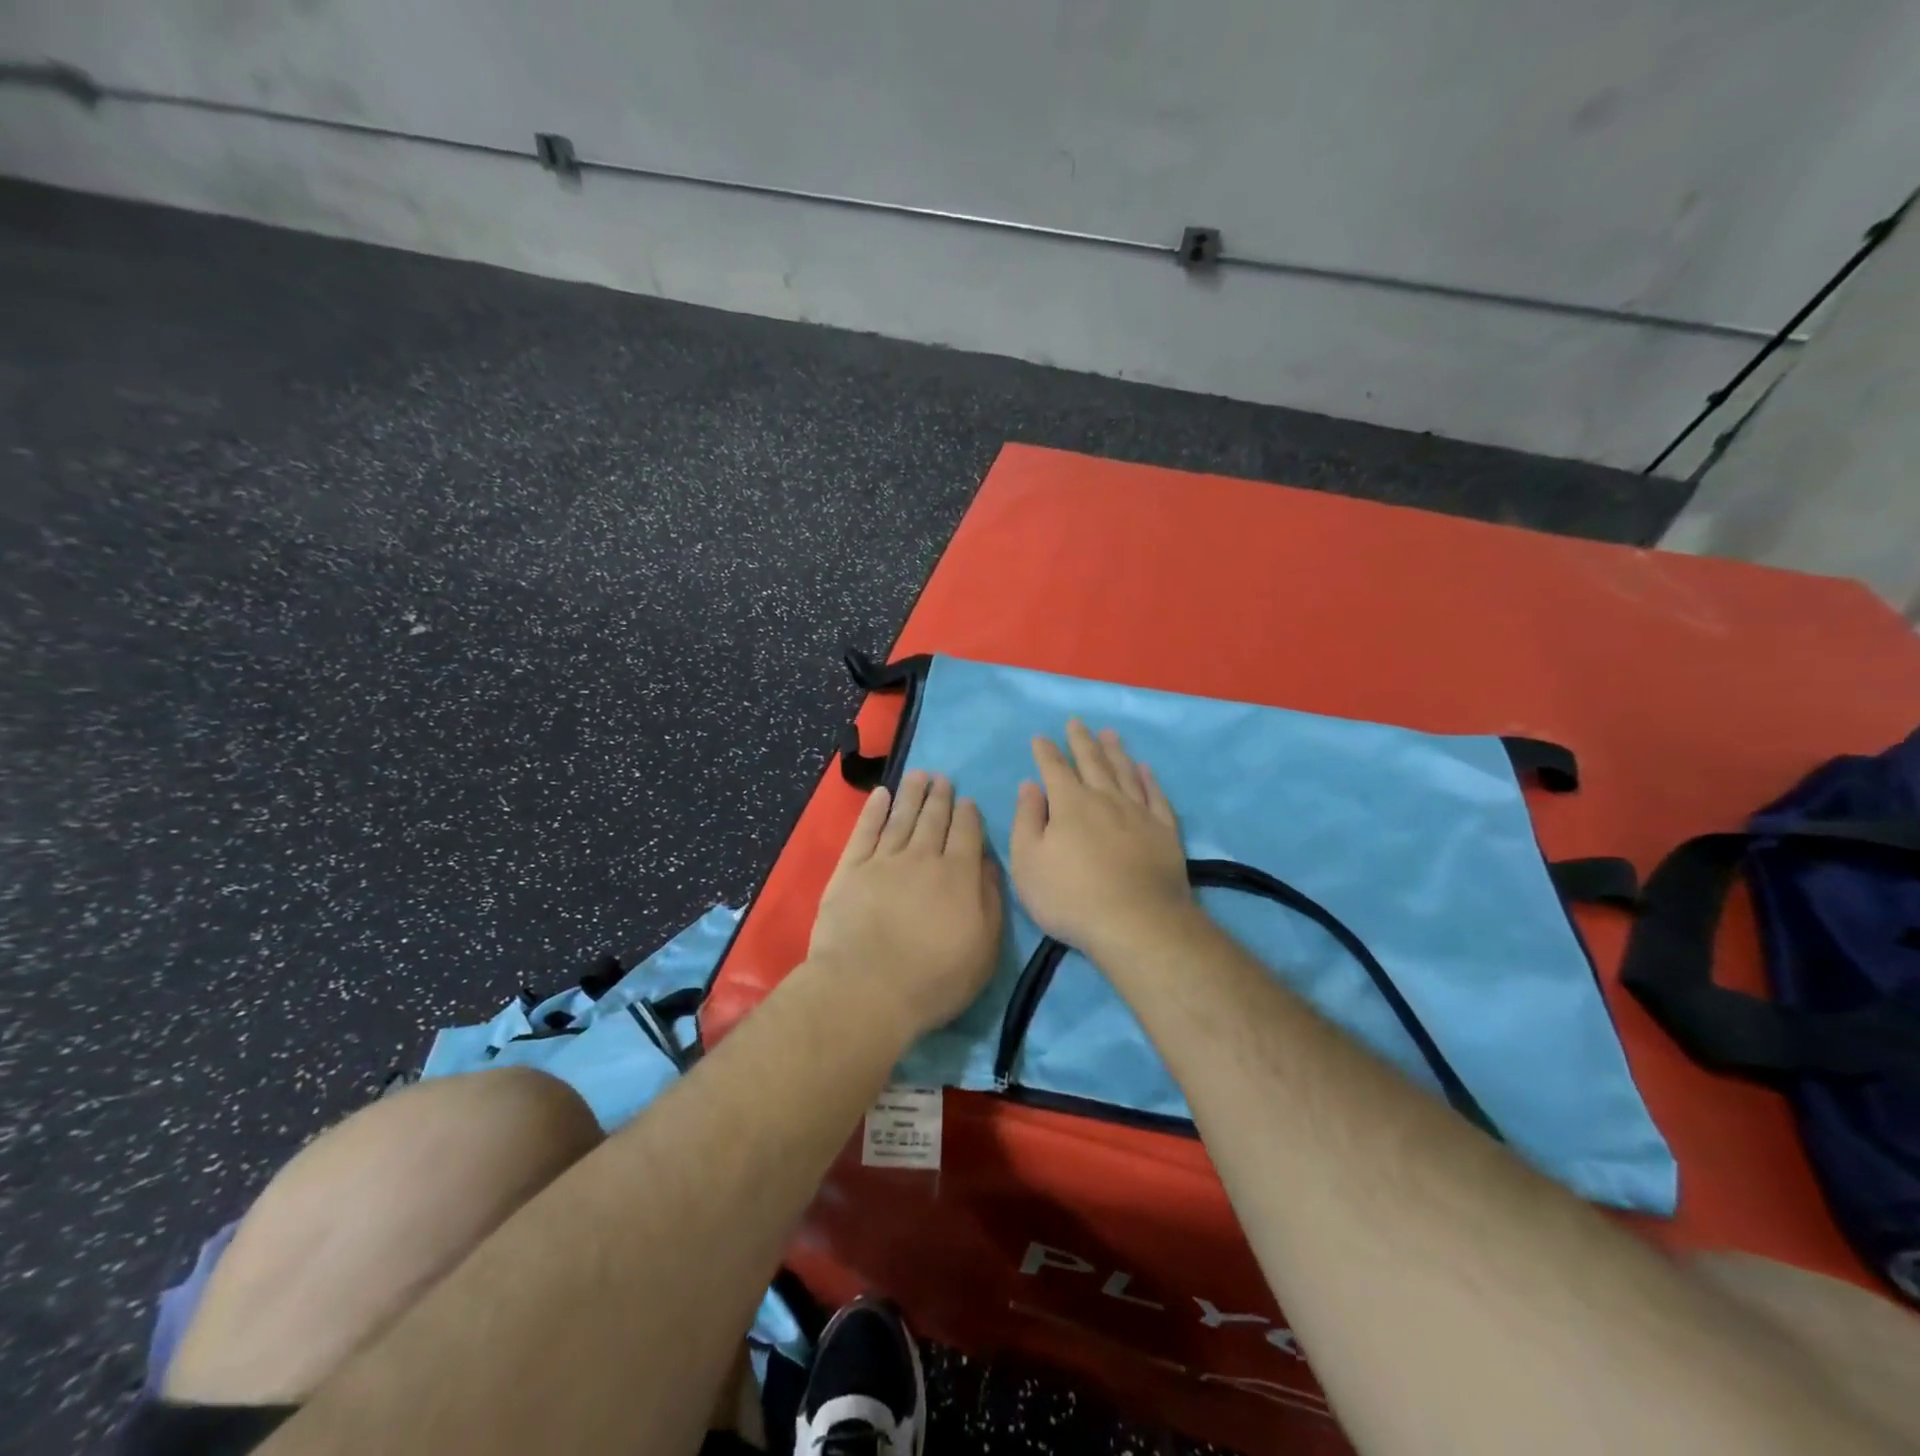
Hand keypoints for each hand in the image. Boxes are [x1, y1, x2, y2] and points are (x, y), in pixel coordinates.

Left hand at [807, 770, 1003, 1038]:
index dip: (968, 814)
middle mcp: (923, 858)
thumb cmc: (934, 978)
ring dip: (912, 794)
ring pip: (901, 818)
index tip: (967, 800)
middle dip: (940, 797)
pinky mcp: (850, 870)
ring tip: (919, 776)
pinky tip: (881, 795)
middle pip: (934, 819)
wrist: (867, 989)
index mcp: (958, 875)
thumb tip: (989, 864)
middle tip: (942, 779)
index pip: (967, 834)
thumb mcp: (984, 950)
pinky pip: (865, 831)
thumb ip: (990, 901)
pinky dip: (874, 810)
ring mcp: (883, 861)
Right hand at [1010, 720, 1191, 958]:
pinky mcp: (1164, 832)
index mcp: (1070, 804)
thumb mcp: (1028, 862)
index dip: (1045, 752)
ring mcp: (1139, 813)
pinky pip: (1156, 795)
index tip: (1040, 737)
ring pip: (1125, 772)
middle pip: (1092, 762)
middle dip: (1081, 741)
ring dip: (1115, 751)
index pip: (1054, 769)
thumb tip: (1030, 785)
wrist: (1136, 923)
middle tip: (1076, 722)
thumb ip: (1026, 820)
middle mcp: (1105, 798)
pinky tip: (1145, 769)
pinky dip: (1148, 779)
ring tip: (1109, 734)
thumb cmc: (1070, 896)